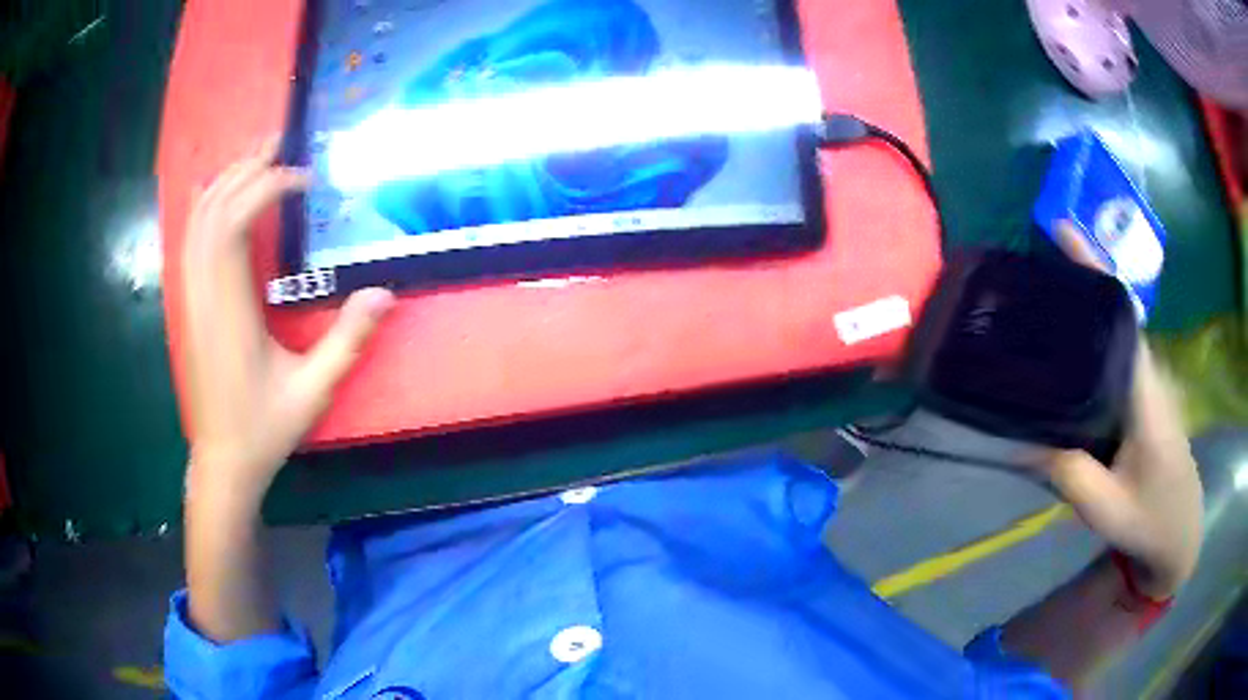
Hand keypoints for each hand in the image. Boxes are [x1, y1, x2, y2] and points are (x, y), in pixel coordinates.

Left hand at [182, 137, 394, 506]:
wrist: (223, 460)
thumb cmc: (265, 427)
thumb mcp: (314, 391)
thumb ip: (348, 340)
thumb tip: (385, 292)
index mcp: (230, 311)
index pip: (234, 224)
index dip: (266, 187)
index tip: (303, 178)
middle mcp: (204, 295)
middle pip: (212, 211)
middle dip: (244, 170)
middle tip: (280, 144)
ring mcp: (192, 299)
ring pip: (196, 222)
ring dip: (224, 183)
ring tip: (256, 158)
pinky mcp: (190, 305)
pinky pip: (191, 241)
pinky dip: (206, 207)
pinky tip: (223, 195)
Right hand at [1046, 221, 1202, 597]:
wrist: (1179, 532)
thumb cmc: (1150, 521)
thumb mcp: (1107, 510)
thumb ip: (1071, 476)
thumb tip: (1025, 441)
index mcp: (1148, 394)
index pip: (1124, 318)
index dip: (1097, 271)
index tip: (1063, 233)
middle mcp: (1151, 375)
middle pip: (1117, 315)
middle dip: (1081, 280)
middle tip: (1034, 270)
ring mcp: (1150, 384)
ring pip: (1117, 334)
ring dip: (1085, 309)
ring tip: (1043, 303)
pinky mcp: (1145, 397)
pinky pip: (1117, 355)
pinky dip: (1092, 340)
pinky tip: (1068, 351)